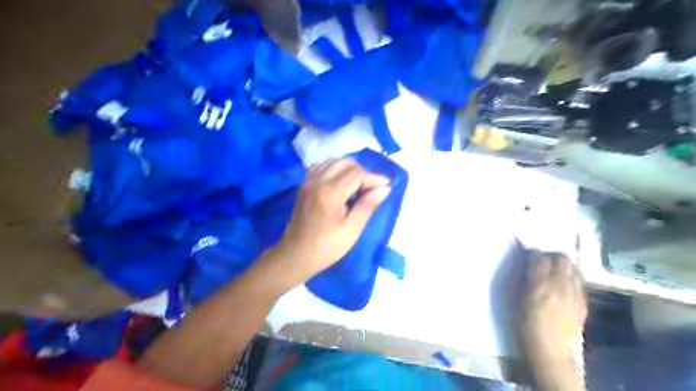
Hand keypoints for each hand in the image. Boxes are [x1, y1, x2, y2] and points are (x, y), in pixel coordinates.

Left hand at [274, 159, 390, 283]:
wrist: (296, 255)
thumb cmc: (326, 246)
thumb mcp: (352, 229)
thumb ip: (367, 206)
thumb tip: (384, 188)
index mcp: (330, 192)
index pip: (357, 173)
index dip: (374, 178)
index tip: (386, 186)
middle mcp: (317, 180)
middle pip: (346, 163)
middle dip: (363, 172)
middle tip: (371, 189)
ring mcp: (308, 181)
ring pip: (333, 161)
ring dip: (349, 169)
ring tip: (358, 186)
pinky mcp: (304, 185)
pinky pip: (322, 166)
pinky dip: (335, 169)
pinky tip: (341, 183)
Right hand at [522, 252, 586, 359]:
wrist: (550, 350)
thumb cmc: (525, 325)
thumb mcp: (517, 300)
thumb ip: (524, 280)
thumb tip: (528, 266)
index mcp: (540, 284)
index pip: (541, 258)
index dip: (535, 256)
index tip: (531, 258)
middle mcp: (560, 285)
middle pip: (562, 259)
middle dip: (553, 257)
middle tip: (545, 261)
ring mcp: (575, 294)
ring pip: (574, 269)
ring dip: (565, 266)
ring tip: (556, 272)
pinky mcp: (583, 303)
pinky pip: (580, 282)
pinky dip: (572, 279)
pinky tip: (565, 285)